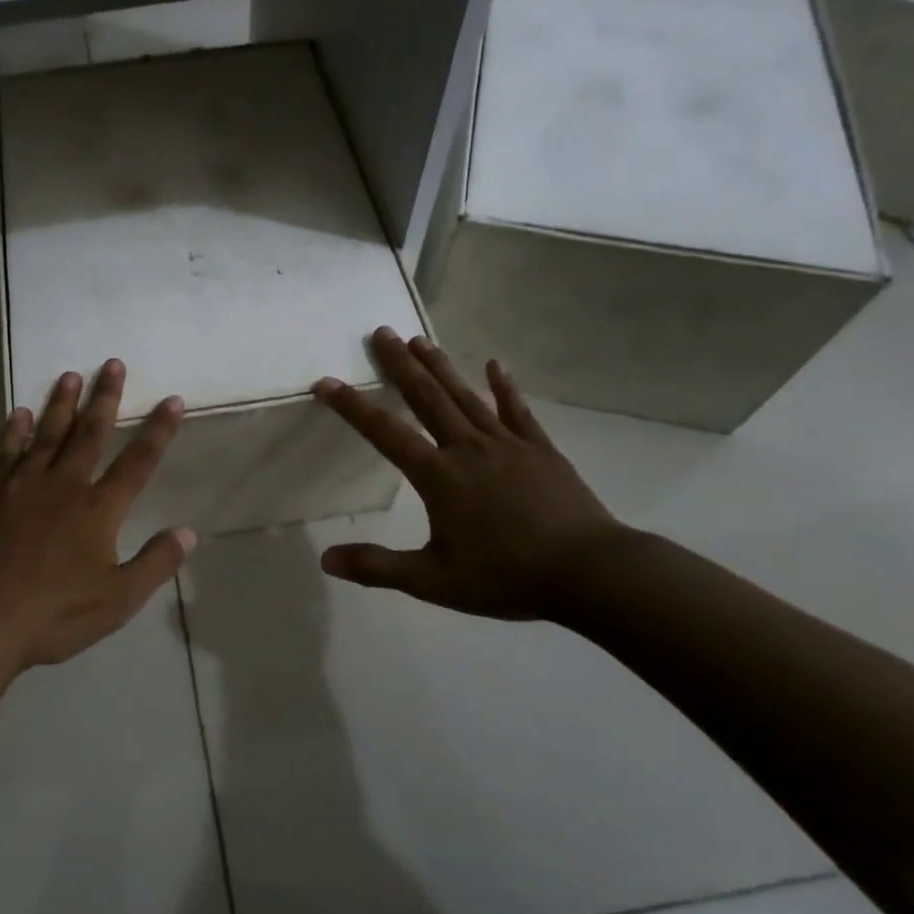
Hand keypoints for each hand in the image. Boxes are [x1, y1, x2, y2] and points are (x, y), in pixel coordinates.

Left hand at [0, 360, 194, 669]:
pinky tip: (18, 413)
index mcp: (99, 510)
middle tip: (113, 364)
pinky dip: (15, 431)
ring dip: (62, 403)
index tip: (172, 400)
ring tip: (71, 375)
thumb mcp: (118, 600)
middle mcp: (65, 486)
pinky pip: (8, 452)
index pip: (137, 462)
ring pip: (48, 433)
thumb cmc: (53, 613)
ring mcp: (24, 486)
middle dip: (105, 398)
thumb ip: (155, 564)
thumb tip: (188, 533)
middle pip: (90, 433)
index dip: (158, 430)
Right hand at [313, 328, 623, 621]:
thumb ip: (378, 567)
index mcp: (438, 477)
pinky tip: (495, 365)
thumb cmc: (505, 576)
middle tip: (382, 332)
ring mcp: (507, 444)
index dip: (352, 407)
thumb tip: (326, 560)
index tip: (327, 382)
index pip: (386, 433)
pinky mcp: (540, 449)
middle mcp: (468, 449)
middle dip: (401, 365)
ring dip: (440, 367)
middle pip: (427, 398)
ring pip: (466, 396)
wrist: (587, 571)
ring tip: (421, 340)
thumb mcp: (432, 581)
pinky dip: (504, 387)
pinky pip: (517, 411)